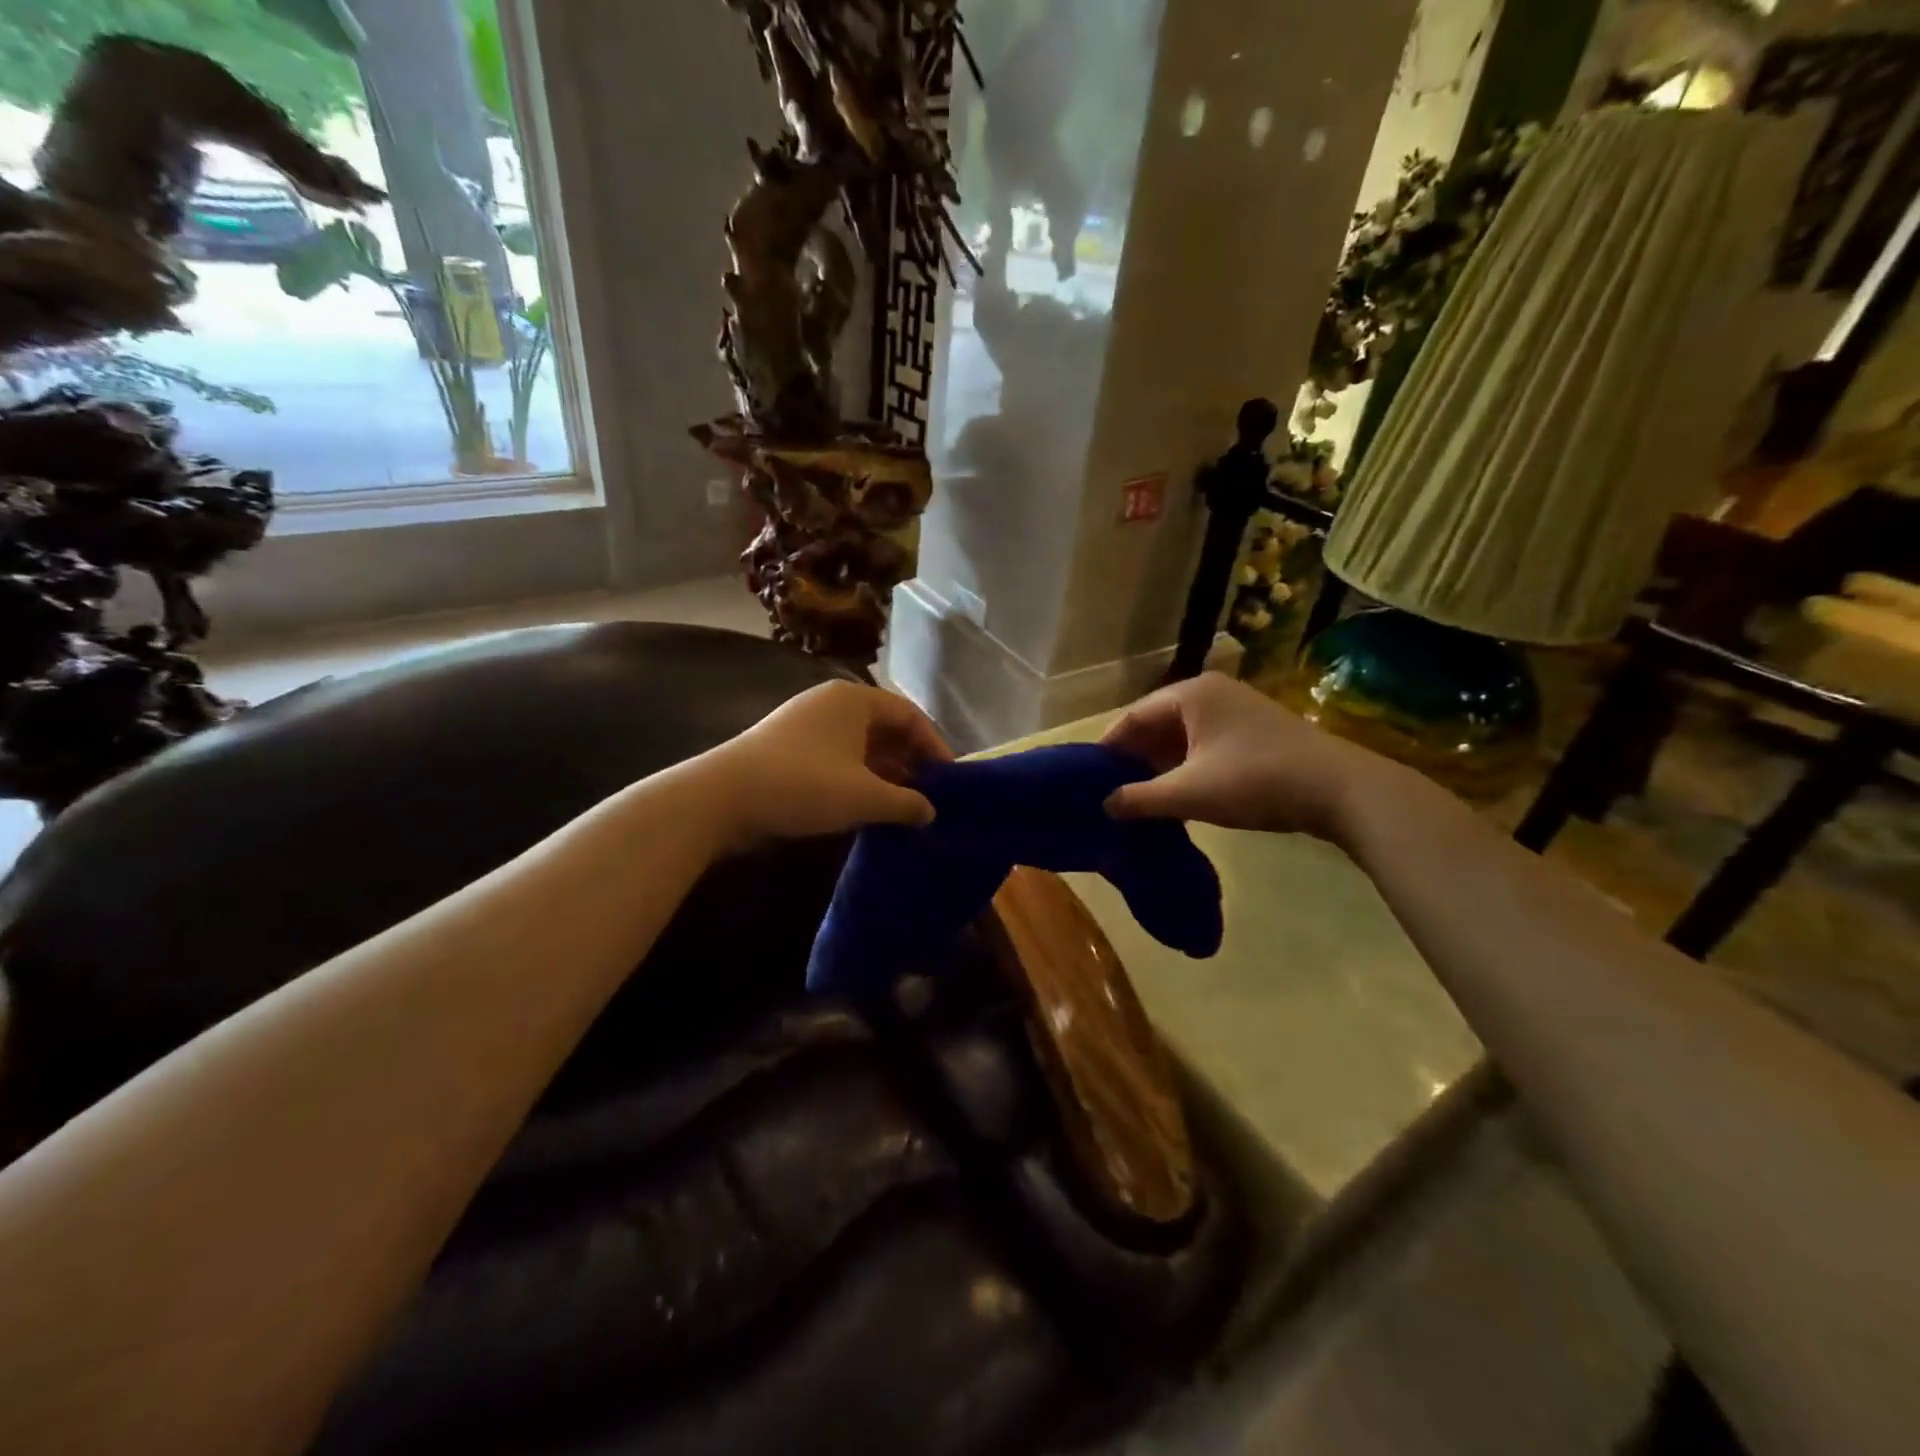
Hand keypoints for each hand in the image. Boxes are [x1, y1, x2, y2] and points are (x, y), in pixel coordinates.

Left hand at [704, 680, 952, 849]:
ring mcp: (807, 724)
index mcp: (855, 699)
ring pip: (861, 745)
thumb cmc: (803, 785)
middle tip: (929, 795)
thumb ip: (905, 803)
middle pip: (885, 728)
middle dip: (910, 761)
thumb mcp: (864, 796)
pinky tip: (867, 805)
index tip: (949, 780)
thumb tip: (930, 812)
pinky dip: (858, 777)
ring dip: (885, 773)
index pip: (909, 715)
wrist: (722, 798)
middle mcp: (832, 703)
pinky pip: (838, 756)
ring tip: (903, 805)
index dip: (934, 746)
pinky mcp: (789, 748)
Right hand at [1101, 672, 1397, 842]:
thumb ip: (1140, 798)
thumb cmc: (1255, 781)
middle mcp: (1212, 691)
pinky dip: (1187, 765)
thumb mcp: (1189, 793)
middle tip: (1113, 790)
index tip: (1090, 777)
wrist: (1341, 790)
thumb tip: (1104, 805)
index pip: (1134, 716)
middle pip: (1157, 723)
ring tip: (1141, 796)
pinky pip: (1205, 742)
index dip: (1110, 747)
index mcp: (1190, 694)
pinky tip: (1179, 793)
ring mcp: (1237, 708)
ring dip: (1161, 764)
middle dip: (1135, 757)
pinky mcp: (1255, 729)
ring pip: (1183, 735)